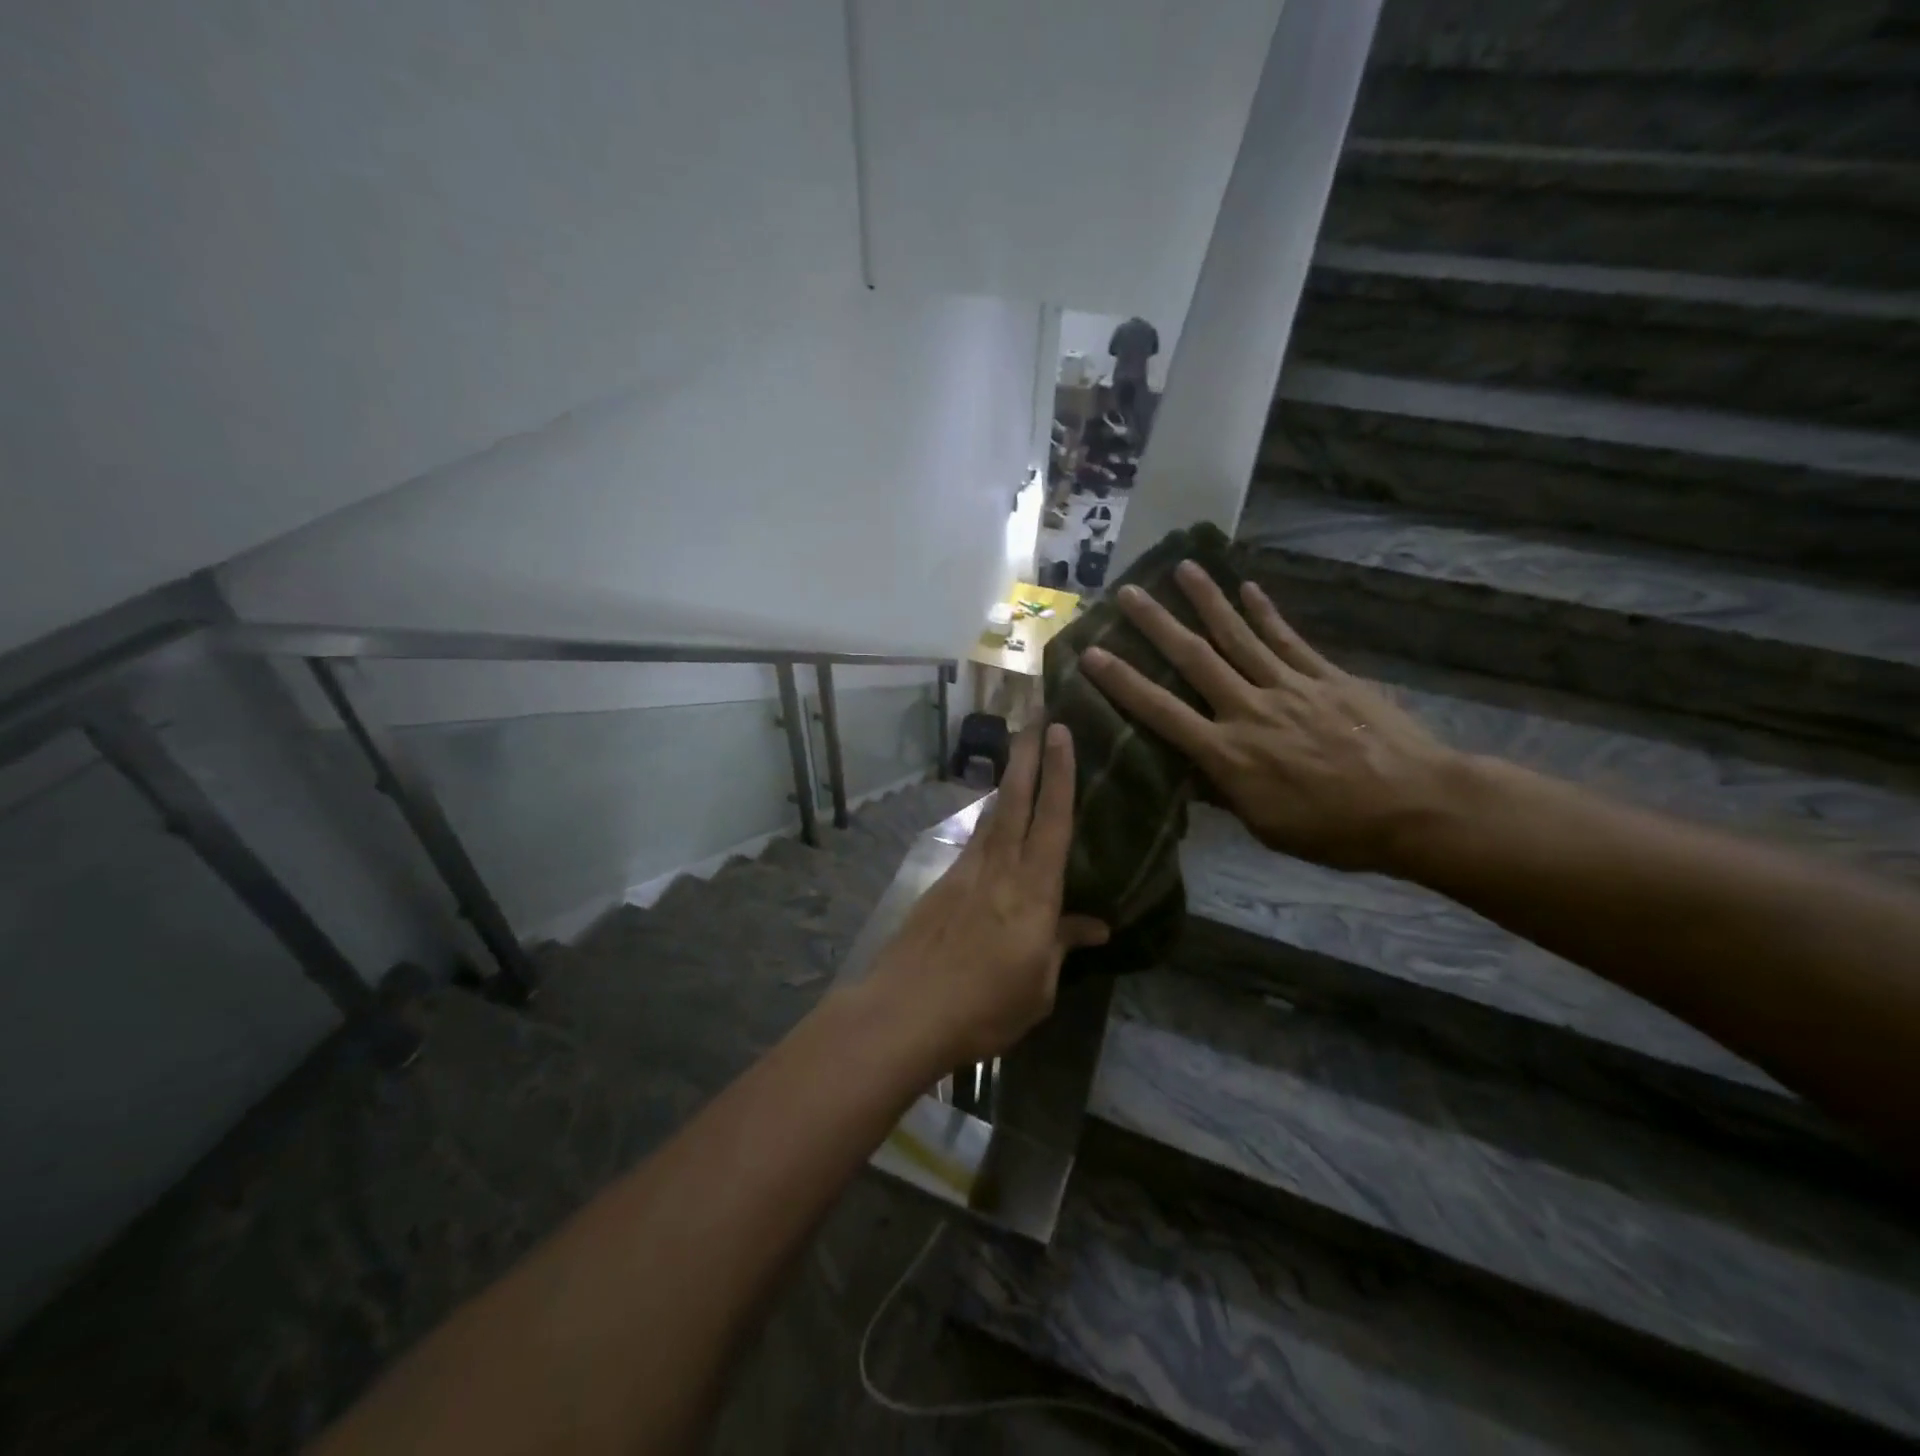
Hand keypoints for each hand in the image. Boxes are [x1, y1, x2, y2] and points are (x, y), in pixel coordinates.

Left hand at [860, 725, 1109, 1064]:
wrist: (905, 1010)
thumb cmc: (984, 1007)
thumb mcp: (1038, 987)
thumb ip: (1063, 946)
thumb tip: (1097, 925)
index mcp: (1034, 892)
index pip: (1054, 821)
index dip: (1061, 774)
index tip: (1061, 732)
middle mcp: (1000, 869)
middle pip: (1016, 800)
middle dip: (1028, 755)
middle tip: (1035, 716)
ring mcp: (966, 873)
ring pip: (992, 815)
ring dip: (1008, 781)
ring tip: (1018, 755)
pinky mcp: (941, 884)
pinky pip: (974, 841)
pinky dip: (987, 820)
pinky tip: (991, 820)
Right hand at [1080, 561, 1461, 874]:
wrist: (1417, 806)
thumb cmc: (1335, 829)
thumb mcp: (1265, 825)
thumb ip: (1223, 792)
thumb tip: (1187, 771)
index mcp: (1228, 754)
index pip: (1162, 712)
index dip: (1124, 682)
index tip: (1092, 654)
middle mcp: (1250, 710)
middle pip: (1195, 659)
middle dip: (1157, 624)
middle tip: (1128, 592)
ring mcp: (1290, 687)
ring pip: (1239, 637)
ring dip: (1207, 601)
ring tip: (1182, 568)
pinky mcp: (1326, 677)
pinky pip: (1288, 640)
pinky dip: (1266, 613)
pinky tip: (1248, 589)